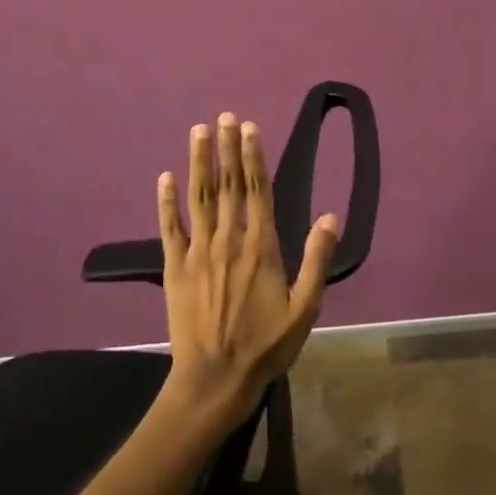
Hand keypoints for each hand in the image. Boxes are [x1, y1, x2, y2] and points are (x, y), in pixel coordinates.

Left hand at [157, 112, 338, 433]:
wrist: (215, 378)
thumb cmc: (266, 345)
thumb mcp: (305, 308)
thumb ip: (316, 260)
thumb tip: (330, 217)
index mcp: (261, 247)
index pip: (258, 191)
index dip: (254, 157)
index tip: (249, 128)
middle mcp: (228, 240)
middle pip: (228, 185)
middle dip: (226, 148)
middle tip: (224, 116)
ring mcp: (197, 252)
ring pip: (198, 197)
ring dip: (198, 162)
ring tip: (198, 132)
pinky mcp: (174, 268)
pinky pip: (169, 227)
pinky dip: (166, 201)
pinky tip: (165, 178)